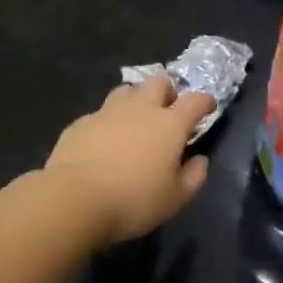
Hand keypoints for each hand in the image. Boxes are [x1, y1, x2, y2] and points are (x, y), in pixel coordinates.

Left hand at [45, 75, 213, 241]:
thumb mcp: (175, 199)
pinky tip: (104, 141)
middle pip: (159, 82)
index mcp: (170, 124)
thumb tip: (199, 160)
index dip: (205, 102)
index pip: (196, 101)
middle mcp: (140, 108)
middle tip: (168, 111)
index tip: (208, 108)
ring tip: (135, 121)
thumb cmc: (133, 200)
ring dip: (136, 100)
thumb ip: (194, 176)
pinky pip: (101, 112)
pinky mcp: (82, 122)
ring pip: (127, 91)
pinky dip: (109, 121)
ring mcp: (108, 111)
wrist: (74, 198)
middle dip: (168, 92)